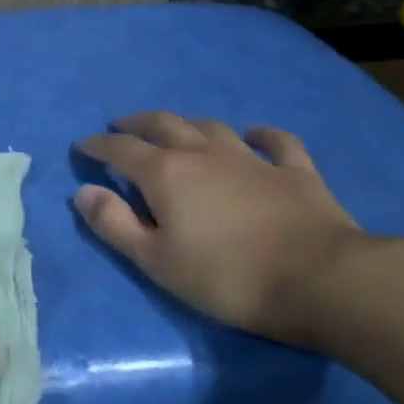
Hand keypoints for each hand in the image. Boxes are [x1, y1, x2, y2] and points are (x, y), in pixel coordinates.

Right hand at [73, 111, 365, 345]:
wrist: (320, 280)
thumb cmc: (226, 277)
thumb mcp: (155, 260)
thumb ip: (114, 224)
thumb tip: (83, 192)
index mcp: (166, 174)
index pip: (122, 150)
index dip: (99, 146)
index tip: (83, 145)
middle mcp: (204, 154)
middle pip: (165, 125)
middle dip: (137, 123)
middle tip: (121, 125)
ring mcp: (253, 159)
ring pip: (212, 127)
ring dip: (187, 124)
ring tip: (175, 128)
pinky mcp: (295, 172)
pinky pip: (275, 141)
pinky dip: (260, 134)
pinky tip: (254, 134)